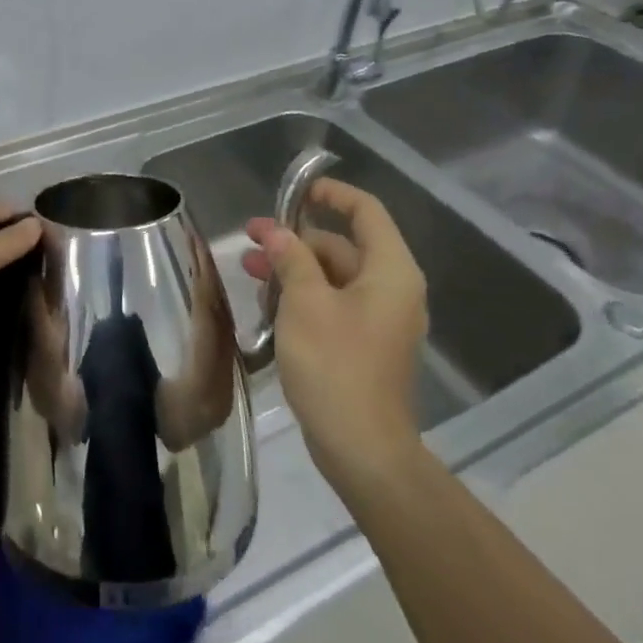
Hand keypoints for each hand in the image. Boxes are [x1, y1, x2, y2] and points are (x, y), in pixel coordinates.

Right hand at [242, 178, 427, 502]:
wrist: (363, 451)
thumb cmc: (336, 365)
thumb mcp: (305, 303)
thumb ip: (291, 258)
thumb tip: (277, 233)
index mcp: (390, 271)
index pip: (366, 211)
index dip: (331, 194)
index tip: (295, 192)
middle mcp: (392, 289)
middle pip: (343, 244)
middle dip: (296, 239)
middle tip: (252, 240)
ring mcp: (380, 320)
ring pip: (334, 276)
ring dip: (294, 269)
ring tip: (250, 271)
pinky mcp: (365, 344)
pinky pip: (334, 303)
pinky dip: (304, 296)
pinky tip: (268, 304)